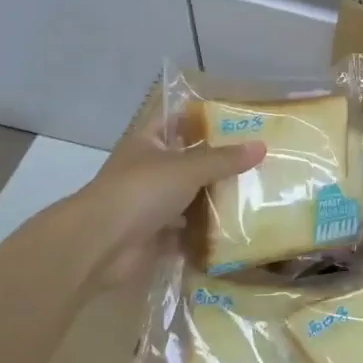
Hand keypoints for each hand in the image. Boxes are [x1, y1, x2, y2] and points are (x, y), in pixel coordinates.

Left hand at [43, 100, 263, 289]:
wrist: (101, 245)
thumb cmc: (141, 191)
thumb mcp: (189, 168)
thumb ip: (225, 159)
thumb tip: (262, 145)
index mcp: (148, 142)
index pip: (177, 120)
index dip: (203, 117)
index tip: (237, 118)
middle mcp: (147, 169)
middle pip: (187, 159)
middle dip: (218, 160)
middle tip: (257, 157)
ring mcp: (149, 203)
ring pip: (188, 194)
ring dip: (213, 196)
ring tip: (254, 191)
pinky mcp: (154, 233)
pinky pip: (186, 227)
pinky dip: (205, 229)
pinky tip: (236, 226)